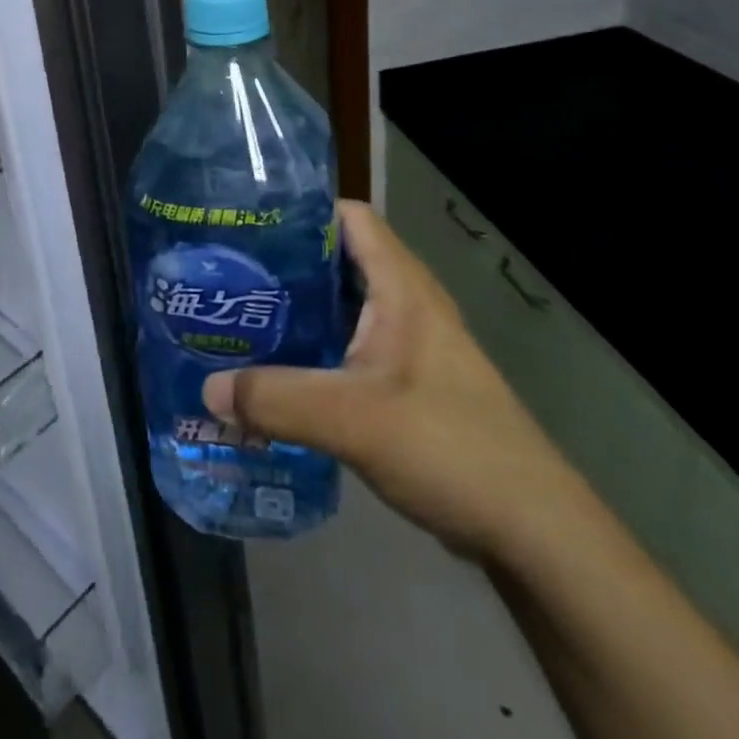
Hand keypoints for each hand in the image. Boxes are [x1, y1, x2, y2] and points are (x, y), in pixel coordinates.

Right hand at [202, 200, 581, 560]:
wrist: (530, 526)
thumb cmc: (447, 445)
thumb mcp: (351, 418)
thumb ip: (275, 400)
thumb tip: (208, 390)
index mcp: (401, 285)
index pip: (349, 217)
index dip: (301, 212)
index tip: (248, 224)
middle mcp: (408, 302)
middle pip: (340, 260)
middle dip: (287, 266)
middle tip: (232, 278)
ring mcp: (411, 343)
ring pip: (345, 308)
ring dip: (300, 313)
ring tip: (245, 322)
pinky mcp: (411, 382)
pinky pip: (353, 347)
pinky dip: (318, 351)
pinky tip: (282, 377)